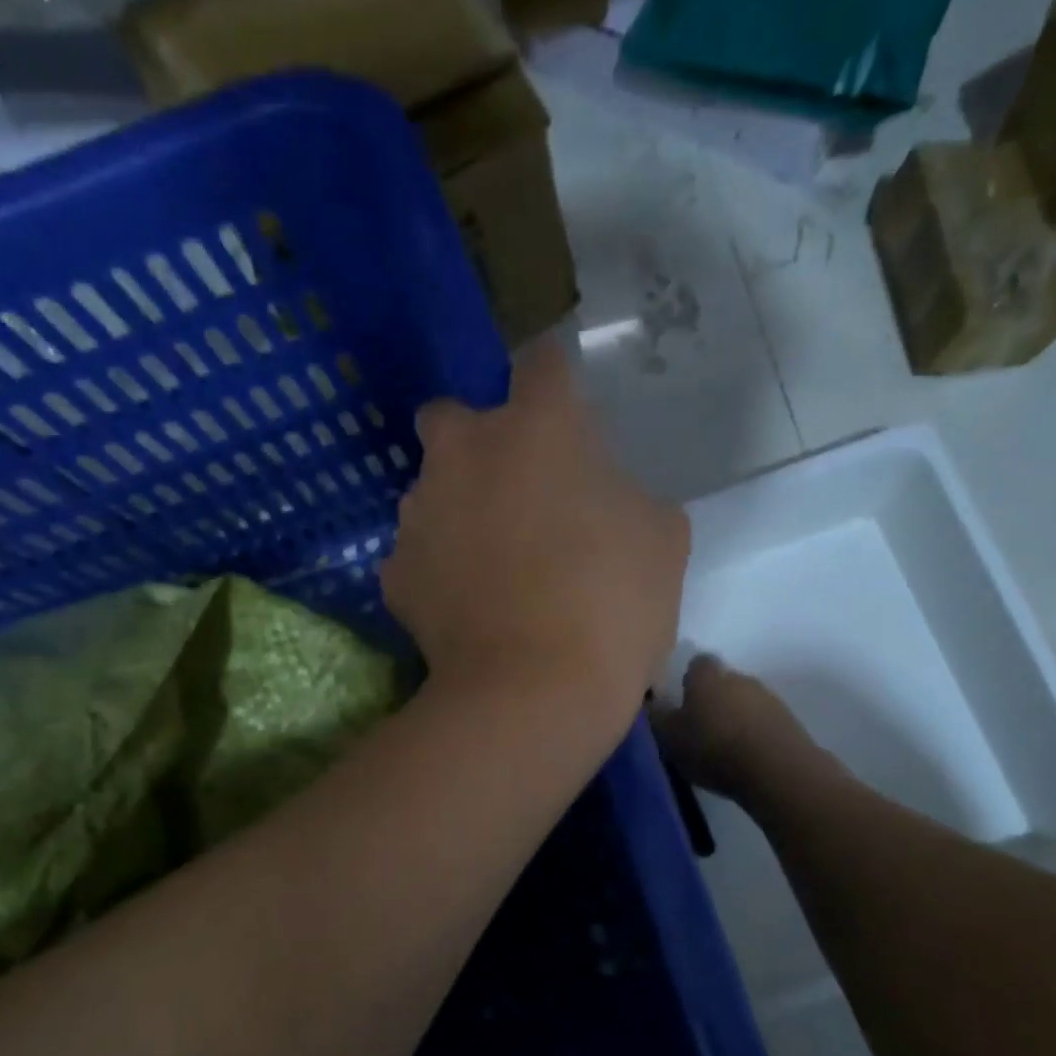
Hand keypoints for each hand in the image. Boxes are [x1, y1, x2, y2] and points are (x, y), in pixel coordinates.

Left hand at [383, 339, 688, 737]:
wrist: (534, 693)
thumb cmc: (612, 604)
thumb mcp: (661, 539)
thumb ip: (629, 496)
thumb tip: (604, 501)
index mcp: (538, 427)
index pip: (542, 362)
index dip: (556, 381)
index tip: (567, 413)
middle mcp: (464, 451)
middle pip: (451, 415)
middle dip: (476, 441)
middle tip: (512, 491)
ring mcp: (419, 512)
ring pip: (430, 491)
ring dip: (456, 511)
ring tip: (491, 569)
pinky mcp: (395, 573)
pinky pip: (416, 557)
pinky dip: (437, 572)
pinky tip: (466, 609)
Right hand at [651, 655, 817, 804]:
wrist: (776, 771)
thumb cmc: (714, 748)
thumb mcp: (670, 737)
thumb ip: (658, 716)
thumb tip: (652, 701)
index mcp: (707, 676)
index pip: (697, 663)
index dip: (689, 680)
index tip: (682, 700)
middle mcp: (739, 677)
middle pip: (723, 682)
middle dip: (713, 699)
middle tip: (700, 727)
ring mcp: (768, 697)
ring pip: (745, 701)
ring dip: (736, 716)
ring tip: (725, 746)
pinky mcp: (789, 720)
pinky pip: (763, 721)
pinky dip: (755, 732)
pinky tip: (747, 755)